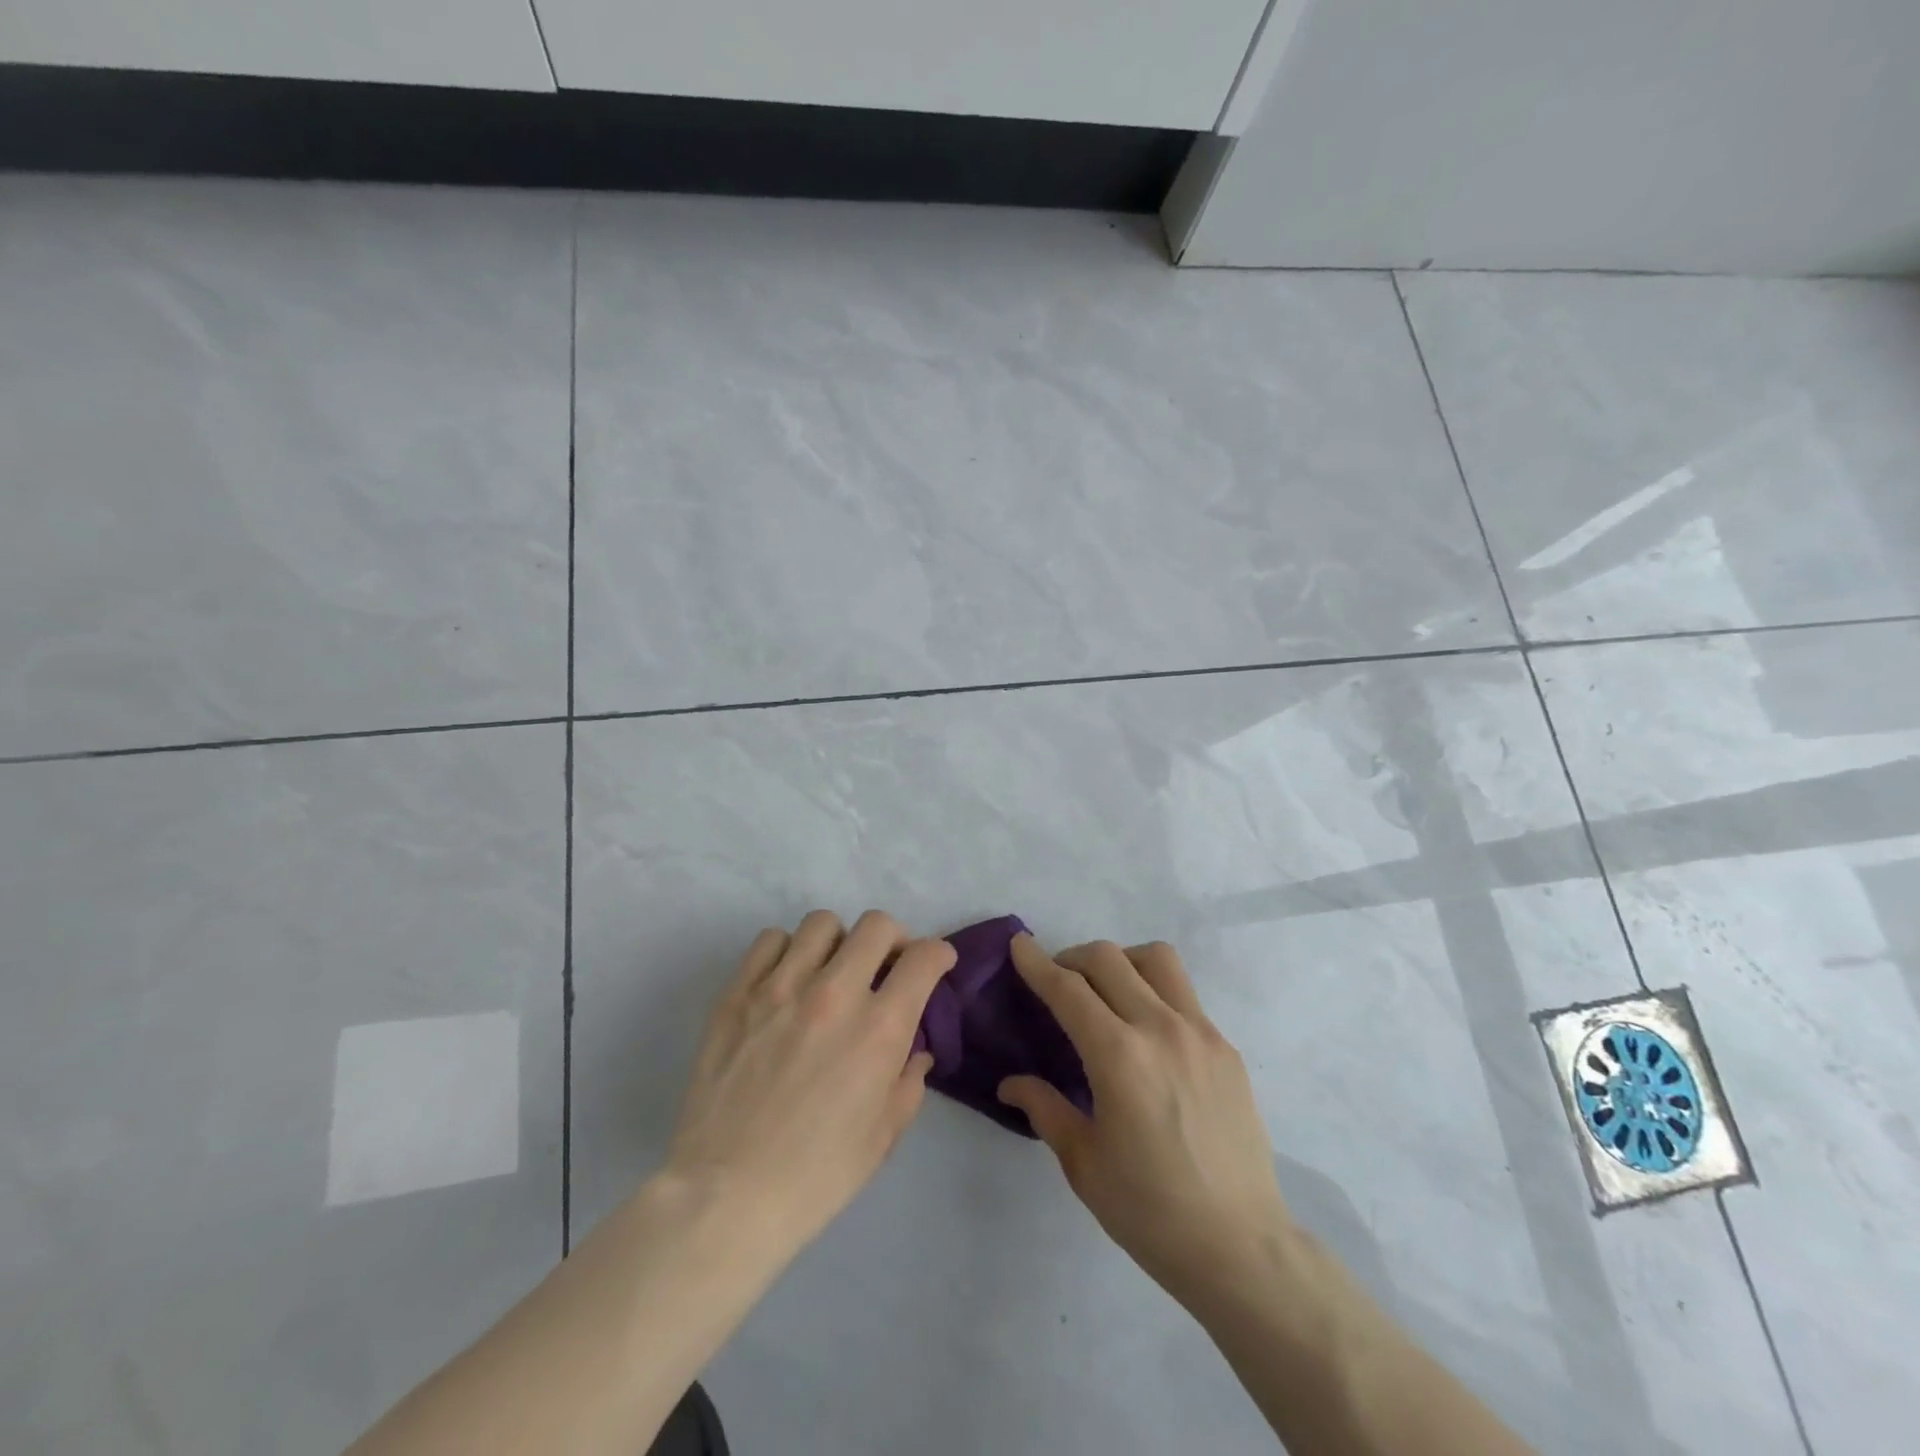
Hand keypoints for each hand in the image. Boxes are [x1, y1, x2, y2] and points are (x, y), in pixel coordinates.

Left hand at [662, 910, 956, 1264]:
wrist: (727, 1195)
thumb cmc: (817, 1174)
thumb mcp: (885, 1134)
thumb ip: (909, 1079)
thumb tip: (914, 1048)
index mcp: (879, 1028)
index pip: (924, 958)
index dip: (939, 955)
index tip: (935, 965)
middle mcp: (834, 993)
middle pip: (876, 926)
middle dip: (893, 940)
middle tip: (884, 967)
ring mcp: (780, 987)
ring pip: (822, 923)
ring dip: (838, 942)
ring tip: (830, 972)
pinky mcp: (737, 993)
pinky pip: (770, 940)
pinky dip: (787, 952)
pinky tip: (786, 981)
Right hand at [998, 935, 1293, 1308]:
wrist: (1241, 1247)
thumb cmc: (1150, 1211)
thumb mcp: (1083, 1163)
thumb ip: (1045, 1108)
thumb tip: (1011, 1083)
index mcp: (1119, 1057)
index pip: (1068, 989)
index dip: (1037, 962)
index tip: (1019, 943)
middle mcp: (1160, 1029)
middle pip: (1108, 959)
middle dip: (1073, 958)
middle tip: (1058, 980)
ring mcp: (1201, 1033)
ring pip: (1156, 960)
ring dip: (1121, 961)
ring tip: (1108, 990)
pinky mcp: (1226, 1048)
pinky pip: (1184, 995)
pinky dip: (1155, 992)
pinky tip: (1147, 1033)